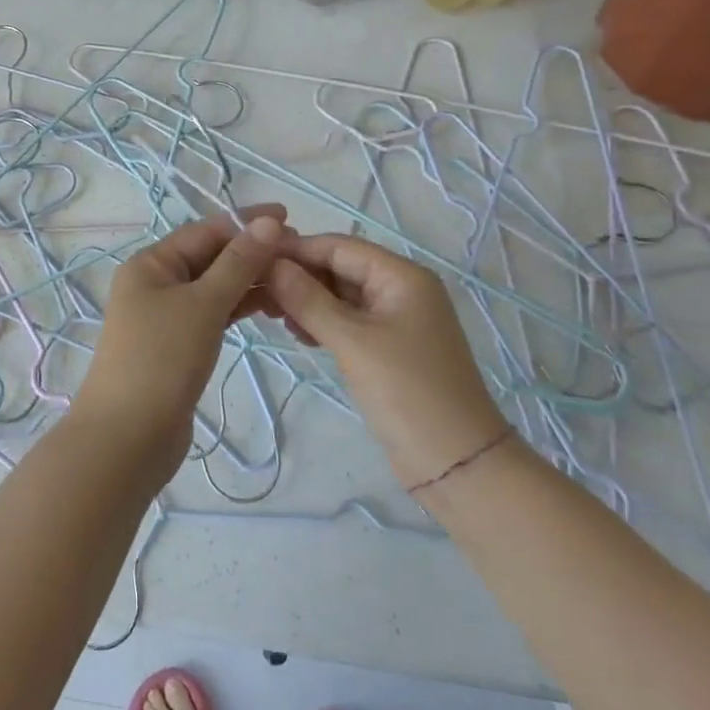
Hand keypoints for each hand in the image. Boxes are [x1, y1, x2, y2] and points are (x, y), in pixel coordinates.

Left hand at [70, 205, 293, 487]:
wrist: (128, 439)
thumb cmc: (162, 360)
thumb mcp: (203, 304)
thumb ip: (238, 263)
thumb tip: (269, 222)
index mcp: (151, 263)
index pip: (205, 230)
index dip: (246, 221)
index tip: (289, 217)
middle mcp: (155, 283)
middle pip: (210, 256)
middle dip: (252, 251)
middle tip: (300, 253)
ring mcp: (166, 316)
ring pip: (215, 287)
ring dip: (250, 280)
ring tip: (293, 280)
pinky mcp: (178, 345)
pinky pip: (214, 313)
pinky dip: (239, 308)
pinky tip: (270, 308)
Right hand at [265, 234, 511, 491]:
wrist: (457, 463)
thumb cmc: (407, 391)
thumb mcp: (352, 342)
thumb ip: (308, 300)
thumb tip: (270, 264)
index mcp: (401, 275)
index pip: (339, 246)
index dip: (296, 249)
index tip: (252, 257)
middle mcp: (400, 288)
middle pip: (340, 267)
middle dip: (299, 276)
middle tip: (256, 291)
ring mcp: (396, 319)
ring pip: (341, 295)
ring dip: (307, 300)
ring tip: (270, 313)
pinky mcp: (388, 347)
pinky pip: (348, 320)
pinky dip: (322, 322)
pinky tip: (297, 333)